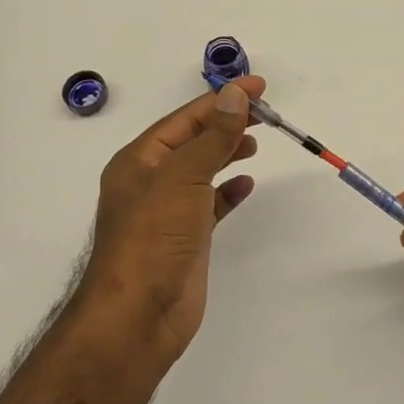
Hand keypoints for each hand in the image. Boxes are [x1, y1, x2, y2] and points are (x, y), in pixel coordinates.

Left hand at [76, 76, 262, 365]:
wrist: (138, 316)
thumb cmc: (154, 237)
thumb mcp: (184, 176)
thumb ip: (213, 136)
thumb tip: (234, 96)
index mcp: (140, 159)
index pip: (187, 117)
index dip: (222, 99)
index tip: (258, 87)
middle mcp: (151, 180)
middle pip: (194, 140)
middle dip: (226, 123)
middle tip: (265, 114)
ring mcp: (167, 211)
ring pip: (202, 170)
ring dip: (227, 152)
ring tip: (255, 143)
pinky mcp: (185, 239)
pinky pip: (210, 204)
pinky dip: (228, 191)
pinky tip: (247, 185)